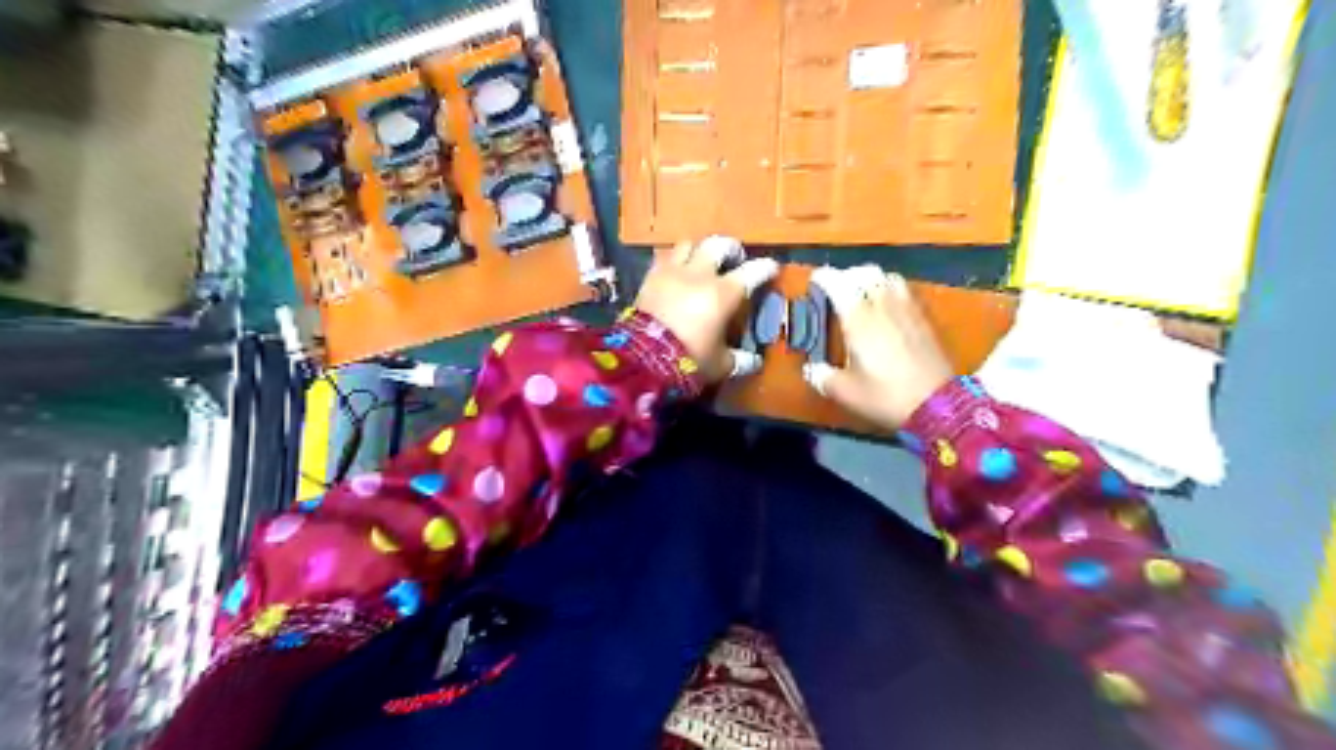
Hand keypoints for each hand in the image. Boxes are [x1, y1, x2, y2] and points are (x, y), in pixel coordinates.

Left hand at [636, 237, 783, 383]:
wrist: (642, 358)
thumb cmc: (689, 360)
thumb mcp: (721, 365)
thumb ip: (739, 360)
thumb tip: (754, 361)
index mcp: (724, 293)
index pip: (753, 271)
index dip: (765, 268)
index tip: (772, 268)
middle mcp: (700, 274)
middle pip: (718, 245)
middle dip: (731, 249)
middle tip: (735, 259)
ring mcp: (673, 272)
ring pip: (689, 244)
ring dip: (699, 250)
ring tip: (702, 262)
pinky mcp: (650, 277)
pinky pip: (665, 258)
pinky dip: (674, 261)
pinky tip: (676, 272)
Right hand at [808, 268, 953, 431]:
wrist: (937, 404)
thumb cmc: (885, 396)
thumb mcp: (845, 392)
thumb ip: (822, 377)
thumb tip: (811, 369)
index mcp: (858, 318)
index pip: (838, 282)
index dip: (823, 277)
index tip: (814, 281)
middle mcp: (882, 305)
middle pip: (864, 272)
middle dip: (847, 275)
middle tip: (836, 289)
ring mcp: (906, 309)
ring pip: (886, 277)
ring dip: (871, 279)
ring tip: (862, 293)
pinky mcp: (923, 317)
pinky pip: (904, 290)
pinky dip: (890, 289)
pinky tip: (886, 307)